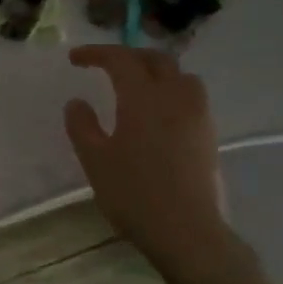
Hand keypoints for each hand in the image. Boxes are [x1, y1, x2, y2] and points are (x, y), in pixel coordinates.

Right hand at [64, 46, 230, 274]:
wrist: (185, 230)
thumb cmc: (133, 193)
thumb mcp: (94, 160)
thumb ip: (82, 126)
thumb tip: (77, 102)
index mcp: (143, 98)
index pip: (121, 60)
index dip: (97, 53)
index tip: (75, 59)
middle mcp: (175, 97)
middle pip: (156, 59)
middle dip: (129, 56)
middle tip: (105, 66)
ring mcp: (197, 115)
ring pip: (181, 76)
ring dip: (157, 71)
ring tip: (137, 86)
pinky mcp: (208, 134)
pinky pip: (191, 97)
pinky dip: (171, 91)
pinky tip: (157, 113)